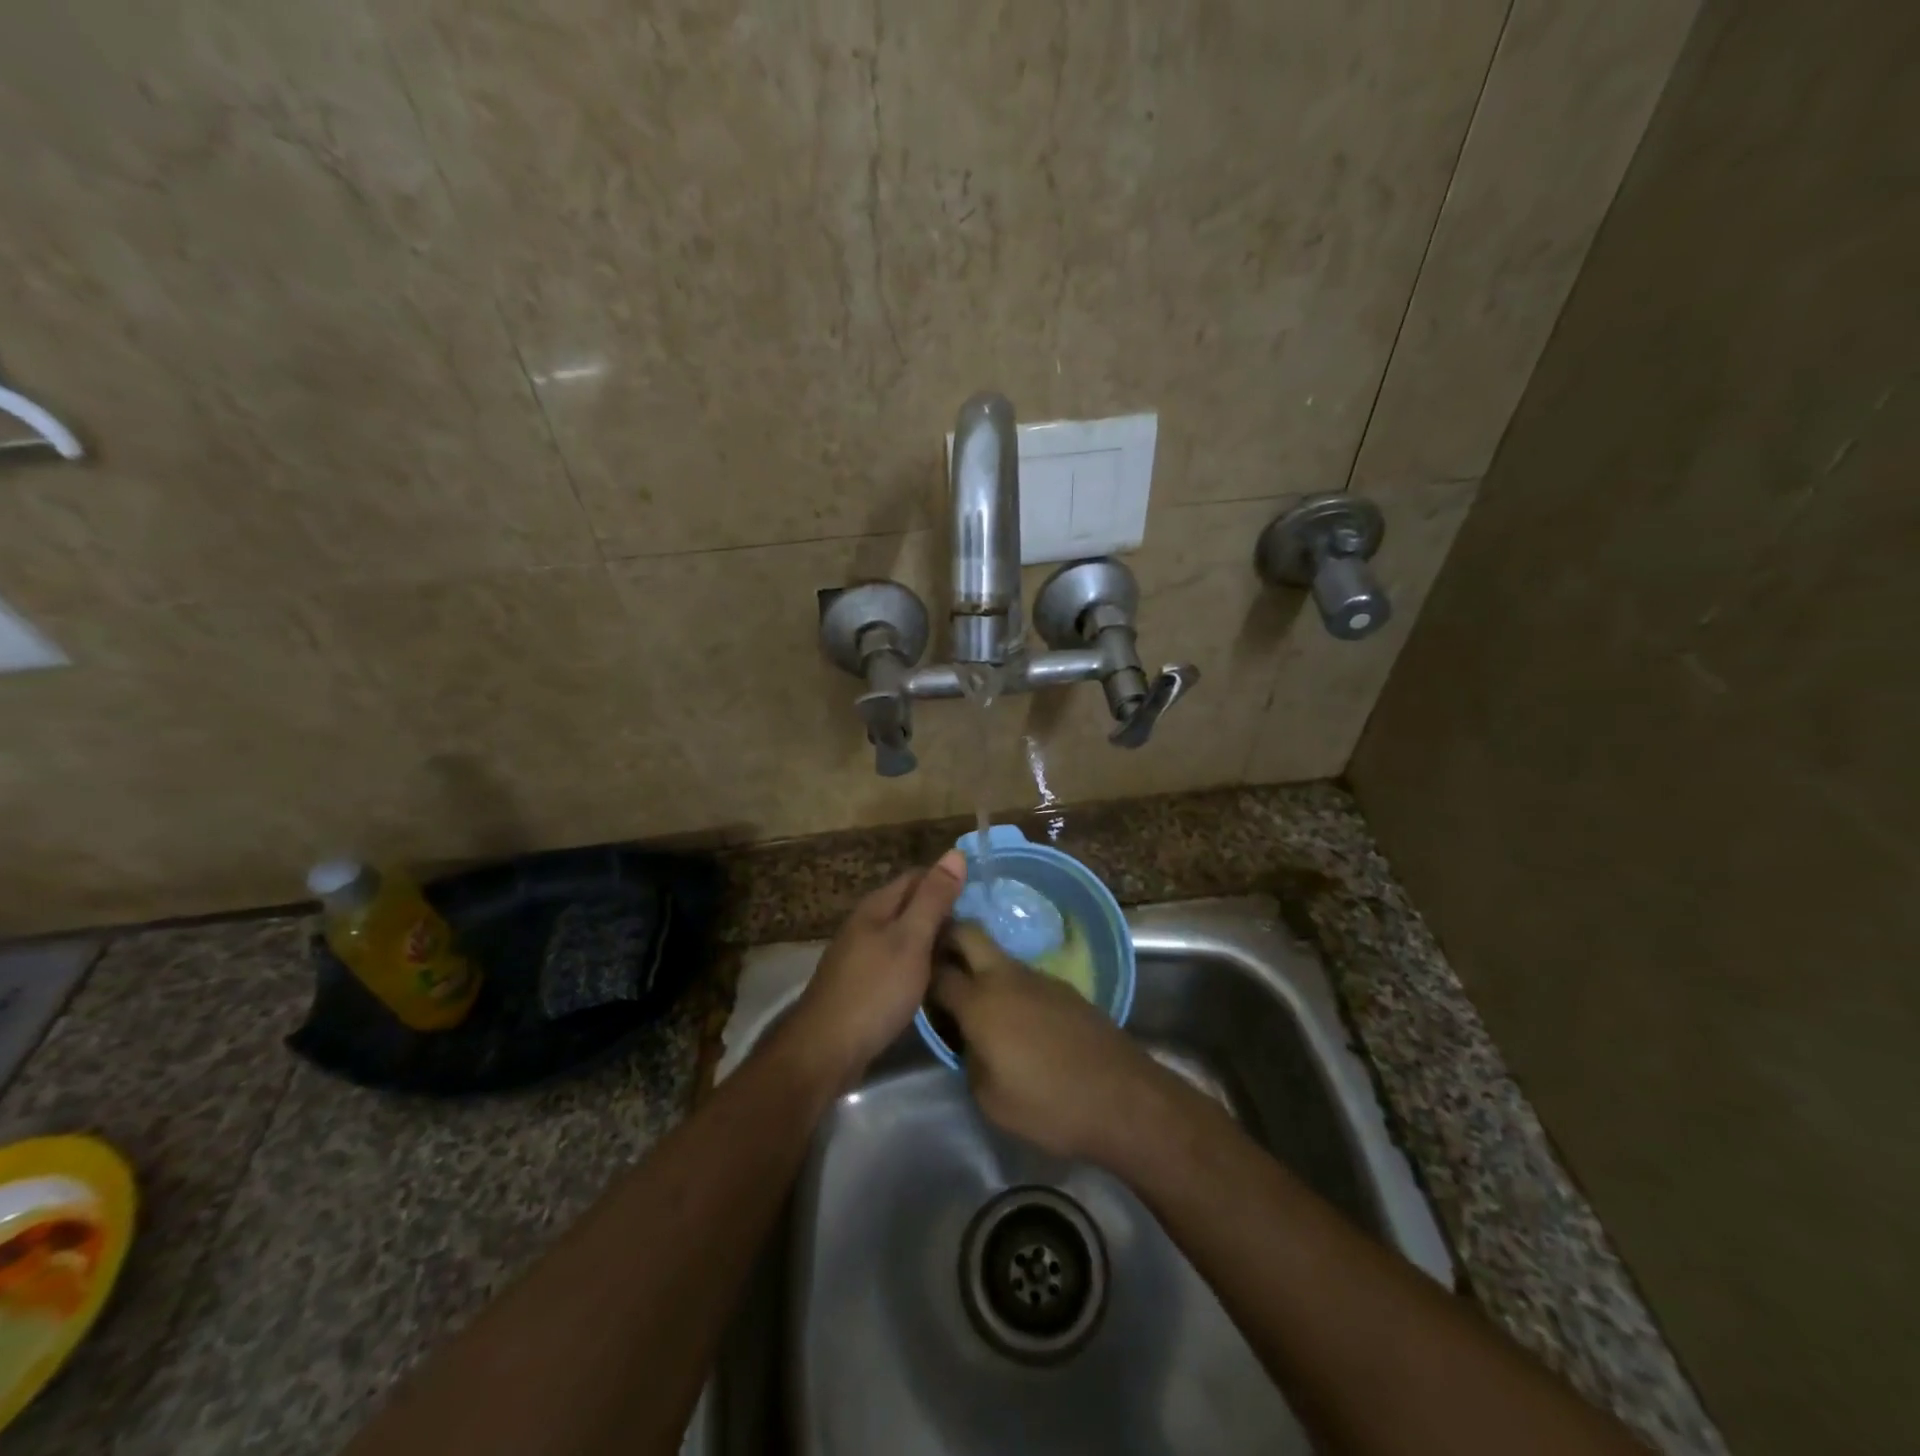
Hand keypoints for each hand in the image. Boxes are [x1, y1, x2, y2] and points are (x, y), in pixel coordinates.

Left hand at [787, 852, 967, 1082]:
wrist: (826, 1049)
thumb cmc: (875, 990)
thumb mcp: (911, 940)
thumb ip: (933, 899)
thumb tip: (955, 853)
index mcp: (877, 906)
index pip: (918, 876)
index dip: (948, 882)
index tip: (980, 898)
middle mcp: (866, 923)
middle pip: (910, 905)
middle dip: (942, 912)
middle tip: (980, 929)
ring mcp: (861, 954)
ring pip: (904, 934)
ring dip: (932, 939)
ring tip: (965, 953)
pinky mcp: (862, 982)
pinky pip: (897, 960)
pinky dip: (918, 963)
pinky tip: (935, 978)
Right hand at [930, 924, 1167, 1164]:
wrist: (1122, 1098)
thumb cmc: (1049, 1105)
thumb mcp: (990, 1098)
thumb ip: (969, 1058)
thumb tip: (969, 1039)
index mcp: (980, 1003)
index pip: (937, 973)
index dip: (920, 975)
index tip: (912, 983)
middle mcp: (1006, 977)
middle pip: (968, 933)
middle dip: (946, 936)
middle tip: (935, 960)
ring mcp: (1038, 977)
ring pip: (997, 954)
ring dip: (980, 963)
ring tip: (974, 995)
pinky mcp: (1063, 987)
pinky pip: (1023, 974)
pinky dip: (1008, 984)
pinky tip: (1014, 1015)